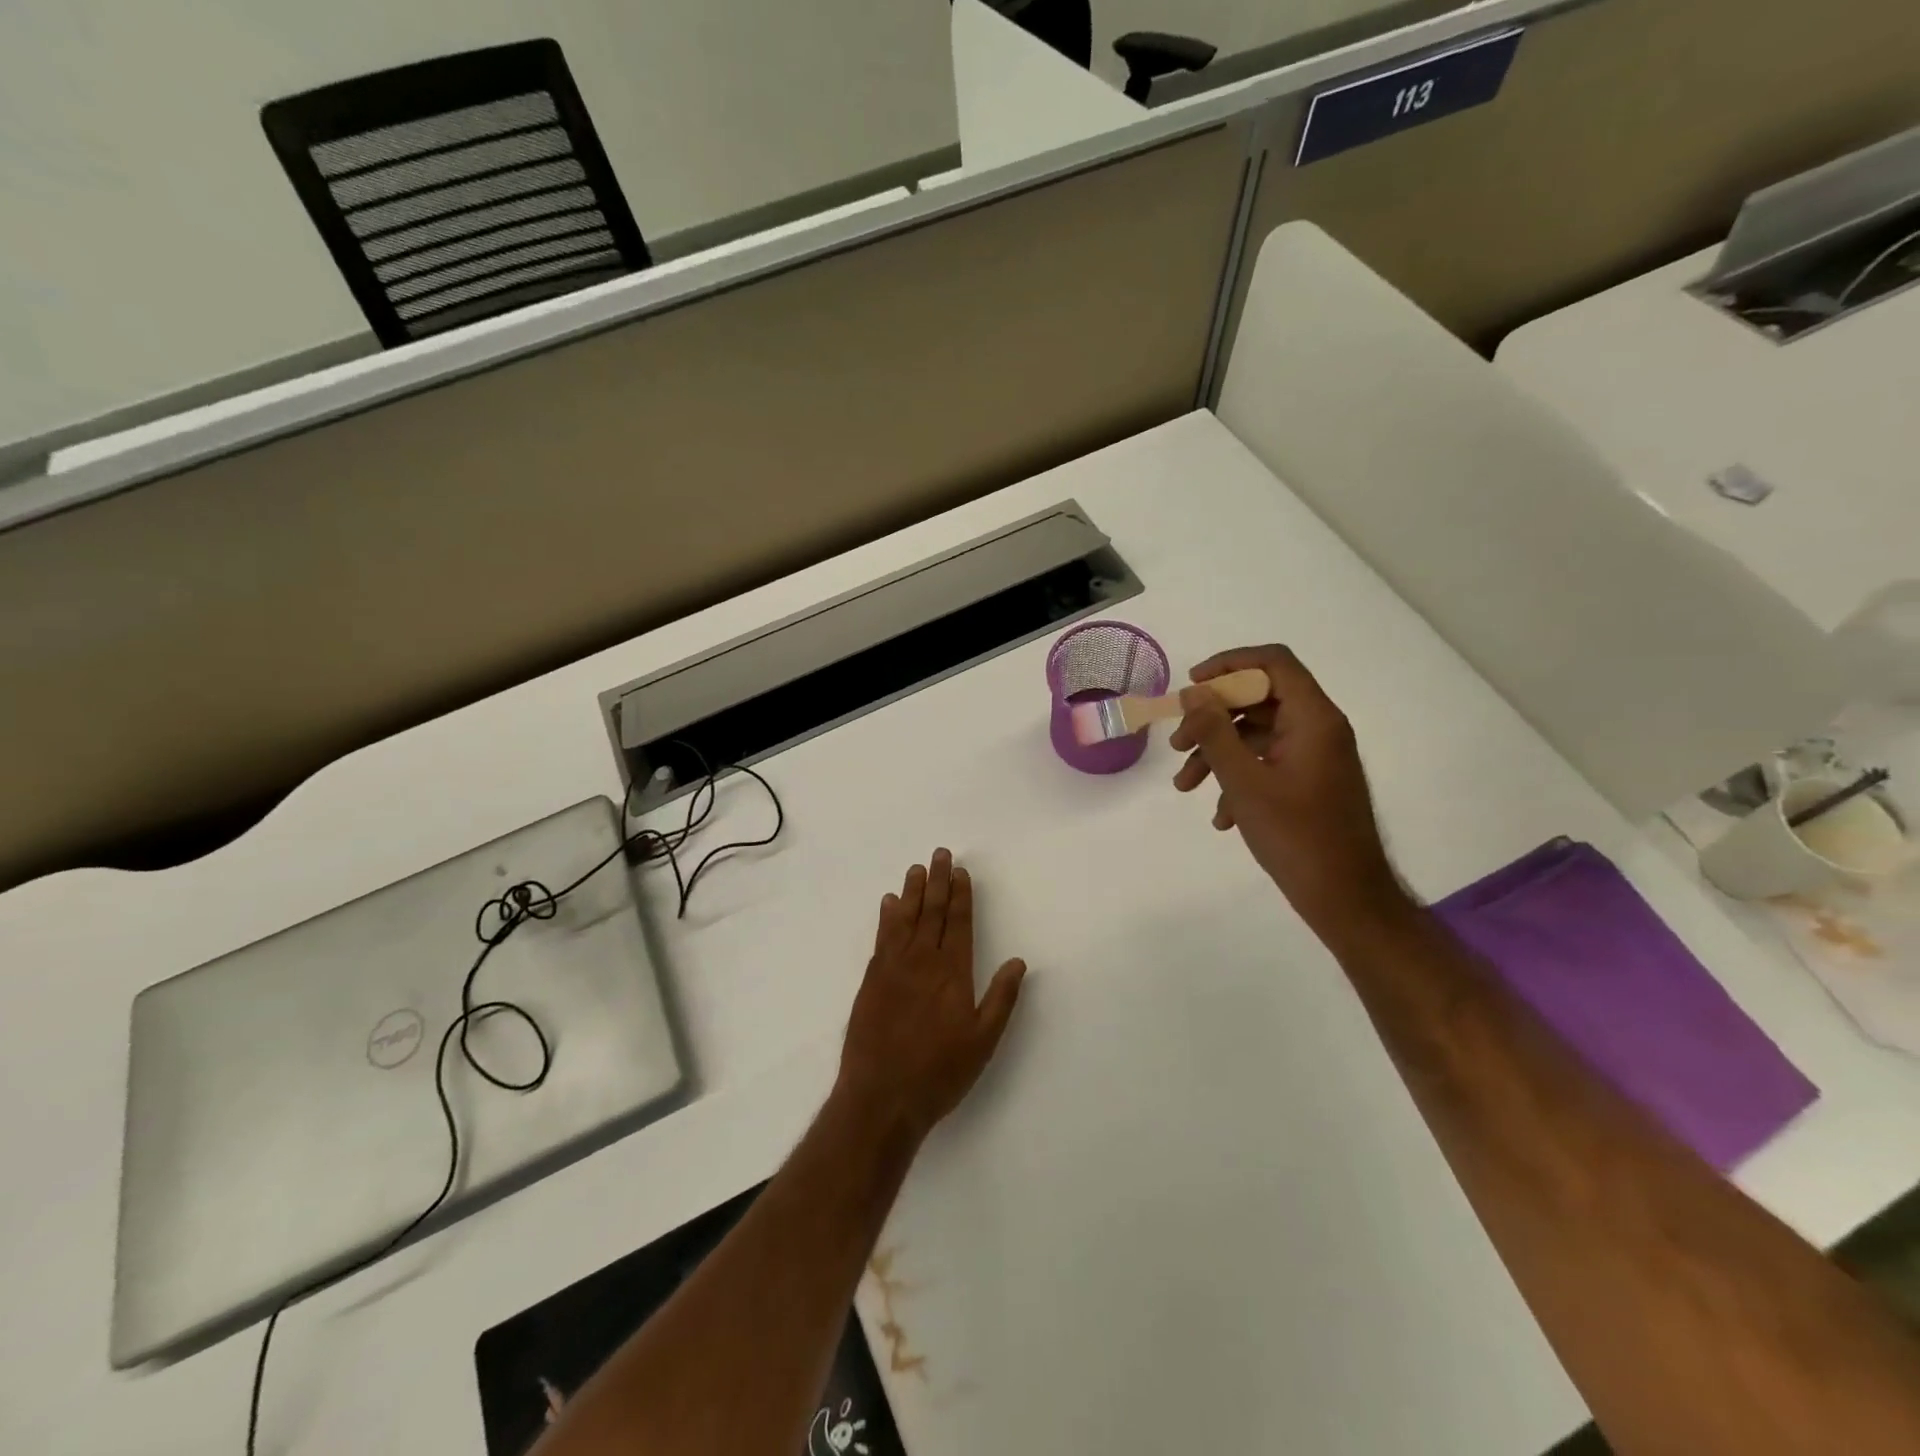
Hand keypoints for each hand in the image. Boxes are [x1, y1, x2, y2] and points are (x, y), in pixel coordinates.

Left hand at [837, 849, 1027, 1140]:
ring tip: (916, 868)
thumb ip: (1001, 999)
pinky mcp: (871, 980)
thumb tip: (1019, 961)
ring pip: (904, 919)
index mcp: (952, 973)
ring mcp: (892, 968)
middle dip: (938, 881)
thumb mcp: (983, 1042)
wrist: (881, 1096)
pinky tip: (889, 903)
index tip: (961, 871)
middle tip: (940, 854)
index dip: (960, 895)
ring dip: (912, 892)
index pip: (957, 923)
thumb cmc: (939, 1072)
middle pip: (931, 912)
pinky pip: (882, 937)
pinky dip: (887, 917)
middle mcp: (921, 961)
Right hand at [1170, 646, 1408, 933]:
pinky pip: (1266, 764)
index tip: (1191, 686)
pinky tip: (1221, 817)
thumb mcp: (1244, 782)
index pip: (1273, 662)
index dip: (1229, 664)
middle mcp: (1318, 729)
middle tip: (1177, 745)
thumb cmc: (1296, 836)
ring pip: (1256, 736)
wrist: (1346, 898)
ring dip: (1216, 755)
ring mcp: (1314, 757)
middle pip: (1258, 700)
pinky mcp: (1309, 782)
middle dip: (1211, 720)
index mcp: (1313, 718)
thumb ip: (1214, 733)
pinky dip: (1237, 779)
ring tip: (1185, 787)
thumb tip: (1193, 694)